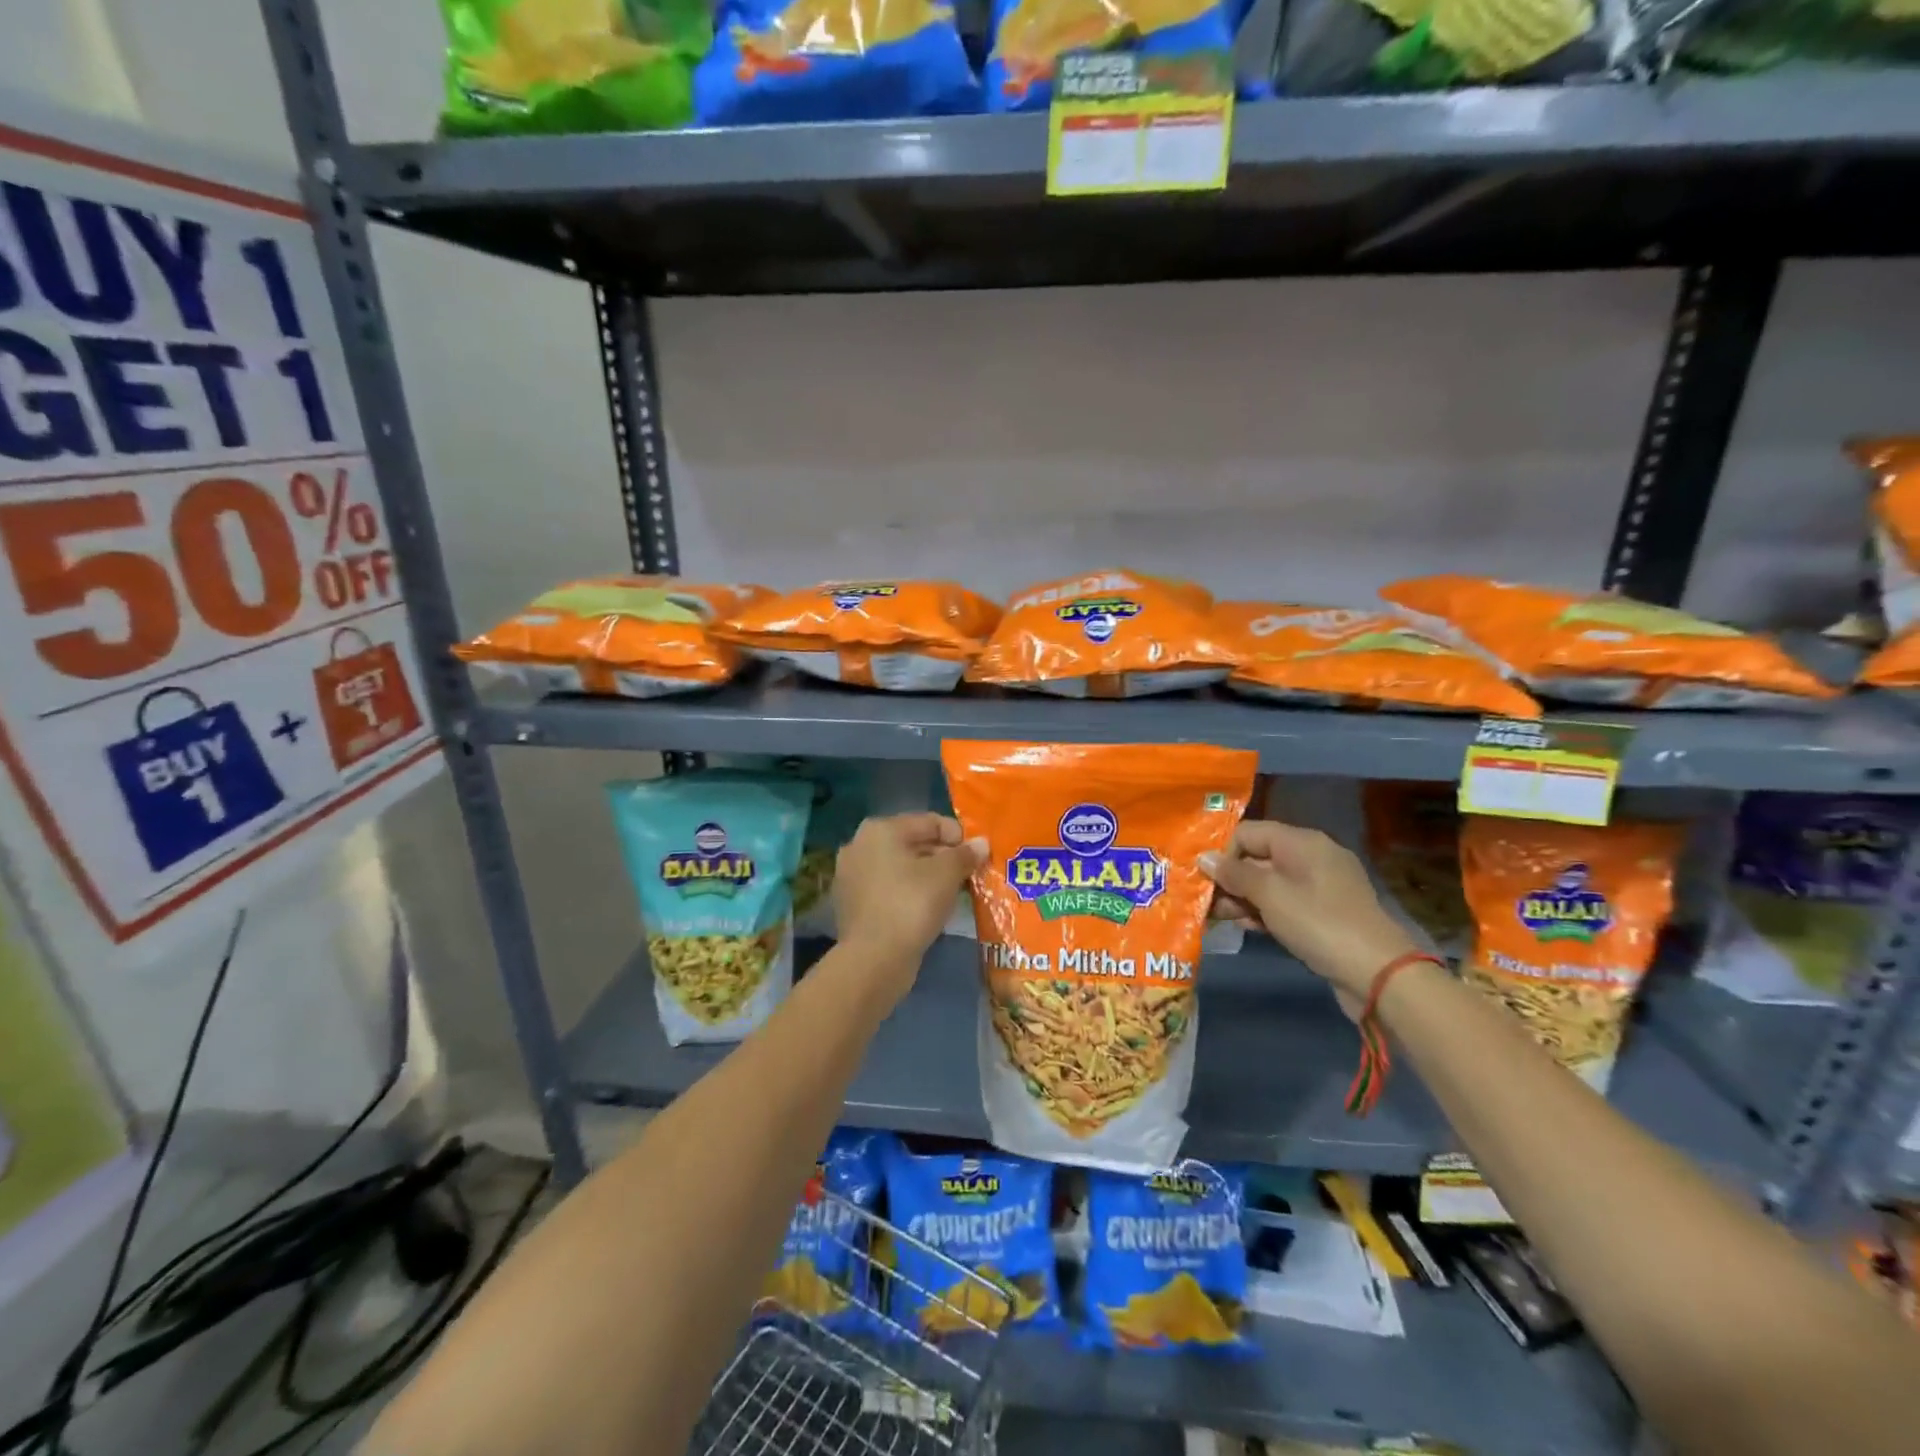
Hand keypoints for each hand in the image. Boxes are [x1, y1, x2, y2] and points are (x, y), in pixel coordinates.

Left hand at [832, 813, 985, 986]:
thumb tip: (981, 843)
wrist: (874, 959)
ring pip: (901, 868)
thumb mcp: (946, 875)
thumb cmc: (912, 905)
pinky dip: (909, 893)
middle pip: (913, 843)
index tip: (978, 857)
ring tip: (952, 893)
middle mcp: (860, 845)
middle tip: (968, 876)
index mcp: (880, 829)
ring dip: (927, 876)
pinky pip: (889, 889)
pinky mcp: (852, 903)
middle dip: (943, 857)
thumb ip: (965, 854)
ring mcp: (852, 875)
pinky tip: (927, 909)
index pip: (930, 822)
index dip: (959, 836)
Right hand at [1201, 820, 1420, 1017]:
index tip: (1204, 878)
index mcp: (1301, 841)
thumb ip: (1234, 874)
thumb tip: (1204, 858)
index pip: (1248, 832)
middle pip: (1258, 857)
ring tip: (1218, 918)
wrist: (1377, 973)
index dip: (1223, 852)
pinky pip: (1285, 902)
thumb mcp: (1270, 895)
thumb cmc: (1318, 923)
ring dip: (1243, 898)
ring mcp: (1320, 886)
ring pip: (1269, 883)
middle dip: (1229, 878)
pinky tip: (1246, 927)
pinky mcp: (1324, 913)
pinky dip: (1264, 912)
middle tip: (1205, 902)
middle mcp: (1311, 856)